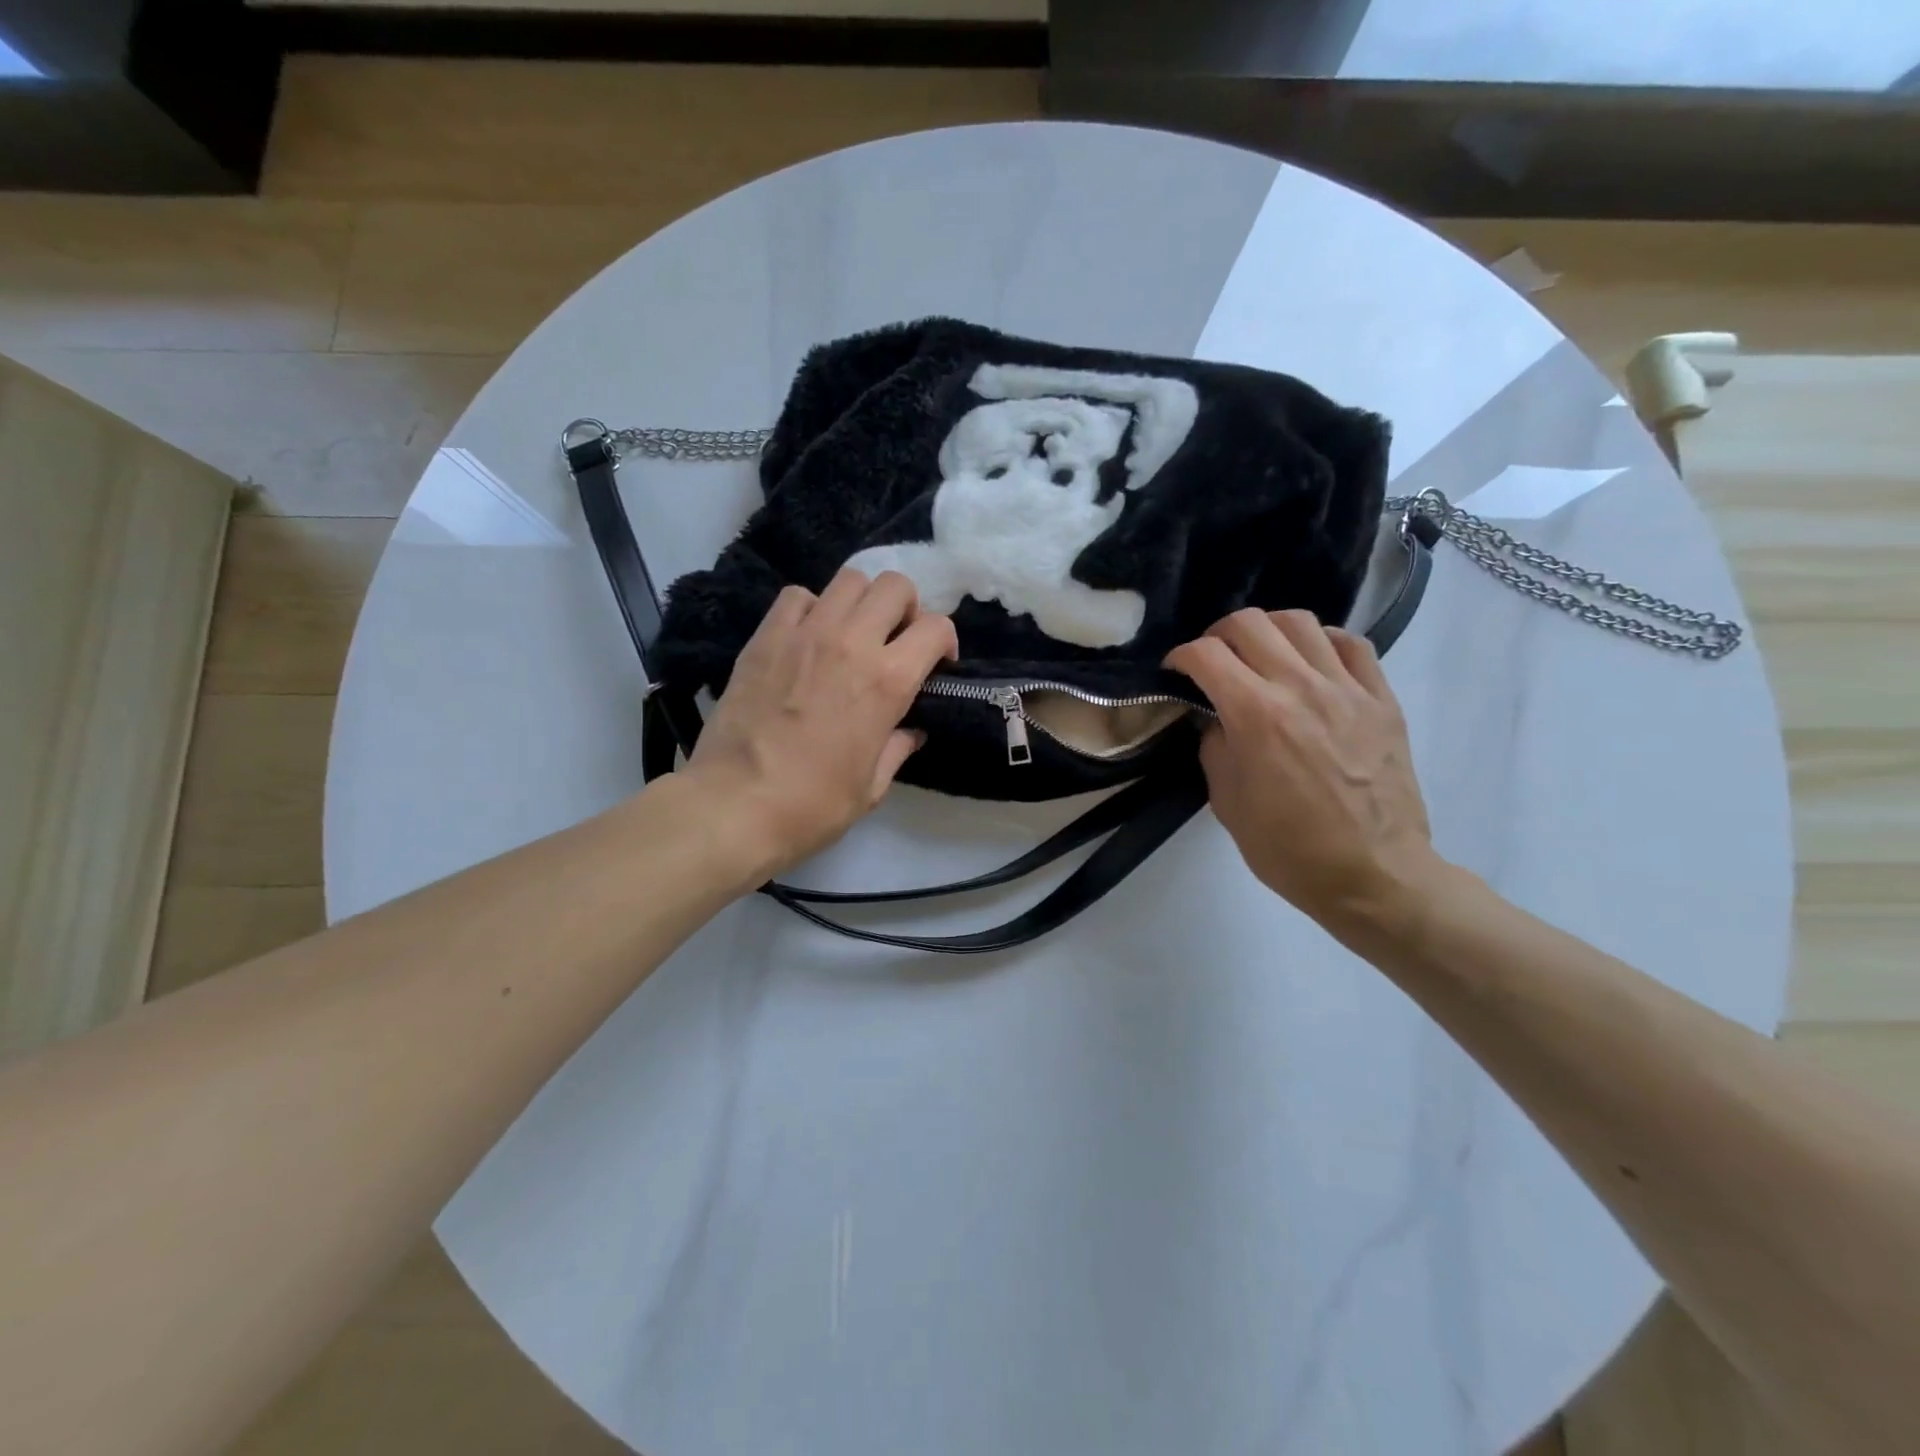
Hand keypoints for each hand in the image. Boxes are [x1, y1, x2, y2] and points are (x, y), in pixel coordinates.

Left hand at [682, 569, 956, 881]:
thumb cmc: (813, 805)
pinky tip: (809, 636)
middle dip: (906, 608)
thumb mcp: (872, 787)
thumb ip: (897, 748)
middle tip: (895, 640)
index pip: (935, 628)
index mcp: (888, 681)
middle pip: (894, 585)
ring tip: (854, 632)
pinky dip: (812, 608)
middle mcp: (852, 643)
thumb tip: (909, 731)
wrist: (735, 805)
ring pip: (849, 580)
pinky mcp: (765, 637)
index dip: (944, 642)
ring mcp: (805, 634)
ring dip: (862, 602)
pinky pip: (798, 596)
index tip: (936, 664)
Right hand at [1165, 609, 1442, 940]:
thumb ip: (1215, 748)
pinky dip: (1322, 642)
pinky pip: (1351, 644)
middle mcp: (1300, 687)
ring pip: (1301, 622)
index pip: (1206, 655)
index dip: (1180, 657)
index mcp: (1255, 716)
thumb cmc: (1288, 849)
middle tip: (1214, 660)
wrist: (1373, 874)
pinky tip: (1312, 662)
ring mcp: (1347, 689)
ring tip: (1261, 655)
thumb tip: (1216, 719)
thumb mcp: (1227, 802)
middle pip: (1250, 623)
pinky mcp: (1382, 699)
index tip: (1176, 673)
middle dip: (1218, 635)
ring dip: (1268, 631)